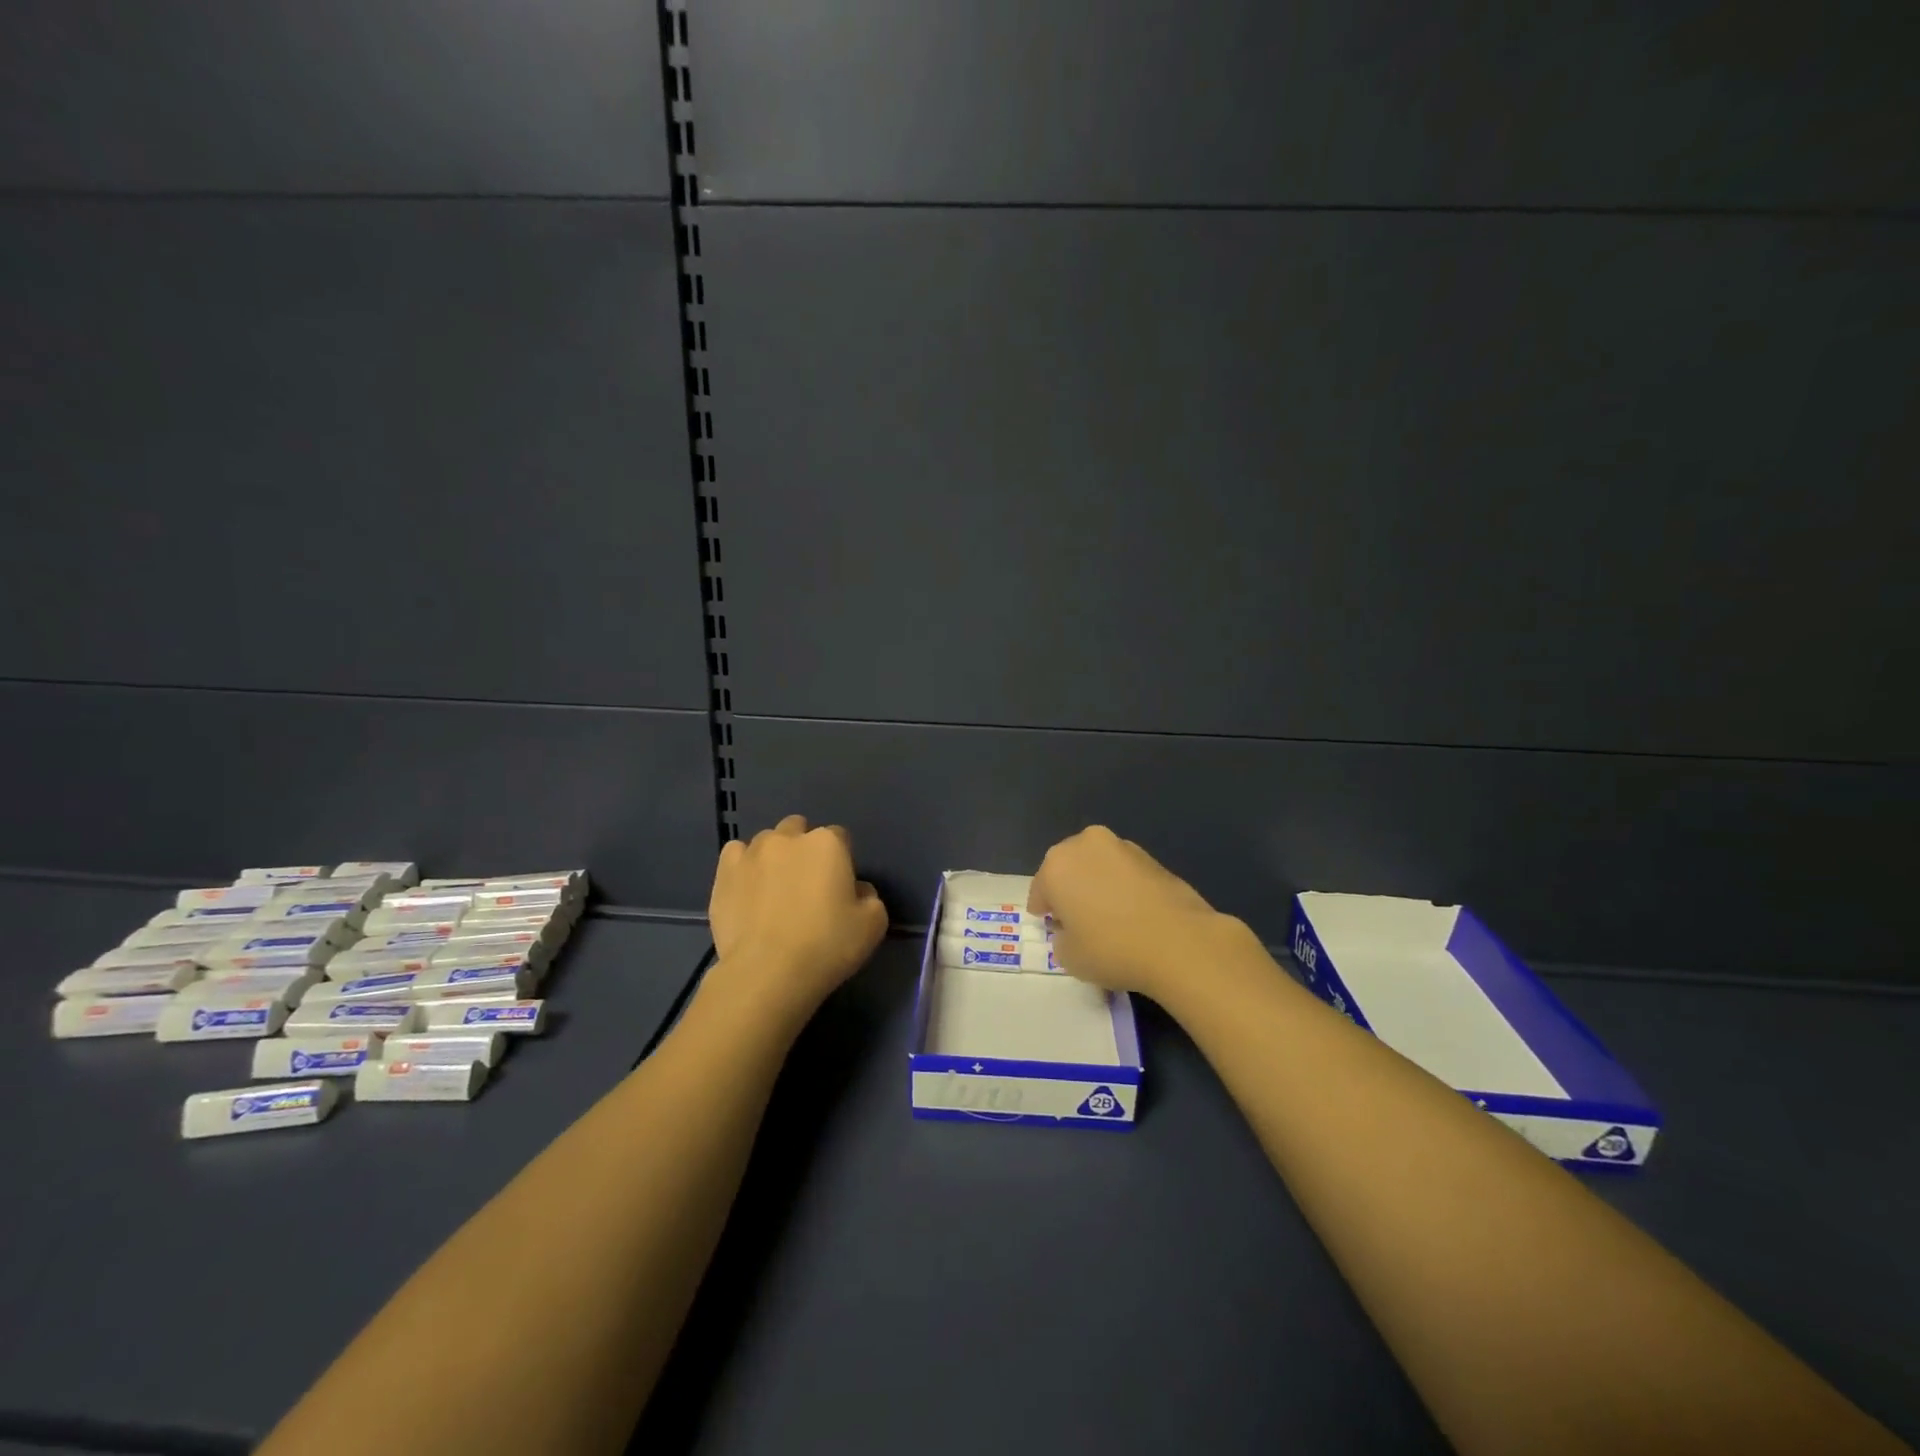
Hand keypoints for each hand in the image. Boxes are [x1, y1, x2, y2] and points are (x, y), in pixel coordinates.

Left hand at [706, 814, 888, 1016]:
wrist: (767, 972)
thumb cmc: (827, 945)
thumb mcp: (873, 924)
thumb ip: (870, 897)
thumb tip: (857, 890)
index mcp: (827, 843)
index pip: (839, 837)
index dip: (841, 860)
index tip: (839, 886)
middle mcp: (788, 838)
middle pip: (799, 830)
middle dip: (804, 849)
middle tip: (806, 885)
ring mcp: (751, 853)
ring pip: (767, 841)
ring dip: (774, 857)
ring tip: (774, 890)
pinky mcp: (724, 873)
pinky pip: (735, 855)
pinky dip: (743, 866)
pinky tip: (747, 888)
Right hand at [1028, 826, 1230, 997]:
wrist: (1179, 942)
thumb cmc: (1112, 948)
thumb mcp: (1068, 957)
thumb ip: (1061, 938)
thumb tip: (1072, 929)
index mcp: (1057, 865)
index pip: (1041, 889)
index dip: (1043, 910)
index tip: (1050, 927)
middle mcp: (1086, 845)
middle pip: (1069, 868)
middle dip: (1069, 889)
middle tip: (1076, 918)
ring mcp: (1122, 847)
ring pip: (1098, 866)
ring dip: (1097, 884)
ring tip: (1108, 915)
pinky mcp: (1152, 857)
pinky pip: (1125, 872)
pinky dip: (1122, 886)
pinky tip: (1132, 913)